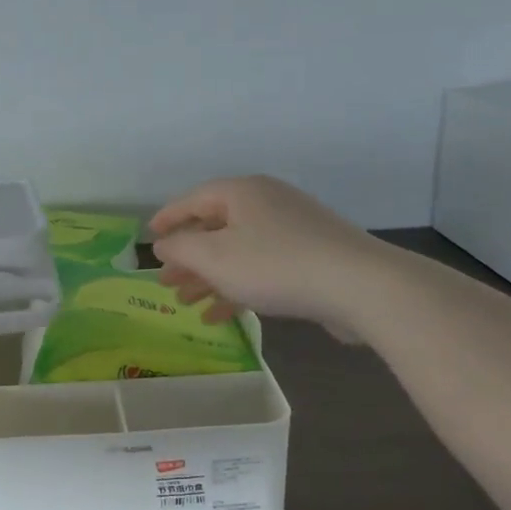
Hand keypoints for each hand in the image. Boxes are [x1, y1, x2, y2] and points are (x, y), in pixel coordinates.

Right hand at [148, 175, 404, 338]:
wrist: (360, 286)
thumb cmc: (275, 265)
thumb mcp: (214, 257)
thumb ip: (181, 248)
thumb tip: (164, 245)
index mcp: (242, 192)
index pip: (193, 199)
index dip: (168, 218)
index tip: (150, 237)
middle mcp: (266, 203)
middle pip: (215, 227)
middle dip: (188, 258)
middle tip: (165, 282)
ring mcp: (292, 230)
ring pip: (238, 252)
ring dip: (209, 278)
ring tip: (186, 303)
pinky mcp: (311, 258)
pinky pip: (262, 268)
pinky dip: (238, 288)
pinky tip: (219, 316)